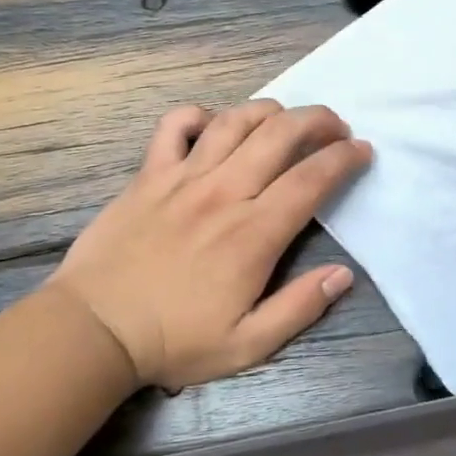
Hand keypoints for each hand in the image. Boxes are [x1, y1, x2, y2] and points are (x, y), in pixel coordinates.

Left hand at [51, 100, 371, 390]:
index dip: (344, 159)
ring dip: (269, 111)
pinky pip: (174, 126)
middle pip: (279, 135)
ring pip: (234, 121)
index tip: (362, 151)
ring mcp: (182, 178)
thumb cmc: (173, 341)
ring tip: (286, 119)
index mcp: (253, 234)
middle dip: (317, 120)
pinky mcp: (148, 175)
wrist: (92, 330)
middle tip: (335, 127)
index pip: (311, 180)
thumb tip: (343, 274)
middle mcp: (223, 193)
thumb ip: (300, 307)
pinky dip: (199, 115)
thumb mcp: (247, 344)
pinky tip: (213, 124)